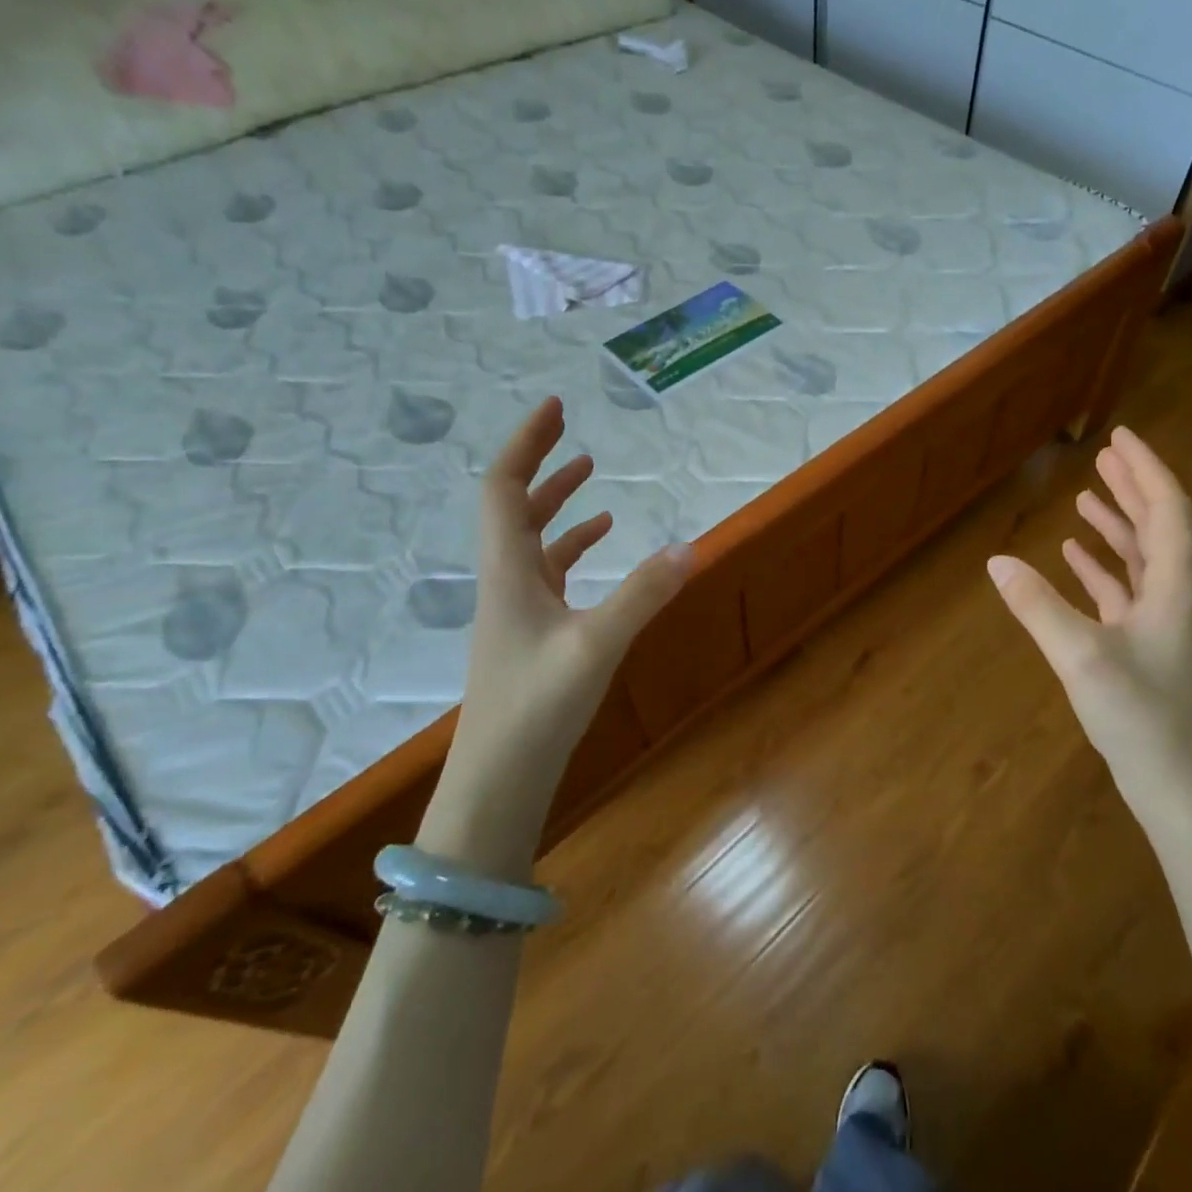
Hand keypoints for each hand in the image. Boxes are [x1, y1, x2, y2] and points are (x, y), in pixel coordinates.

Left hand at [428, 398, 688, 853]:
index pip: (503, 488)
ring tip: (593, 477)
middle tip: (572, 432)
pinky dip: (573, 548)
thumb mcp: (596, 647)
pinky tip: (603, 546)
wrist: (497, 783)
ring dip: (557, 504)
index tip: (554, 408)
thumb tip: (693, 545)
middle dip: (541, 464)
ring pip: (532, 540)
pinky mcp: (532, 633)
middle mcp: (506, 581)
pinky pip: (549, 572)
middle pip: (513, 506)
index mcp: (508, 571)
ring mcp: (517, 609)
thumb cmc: (536, 709)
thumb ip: (644, 594)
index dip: (526, 443)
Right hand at [987, 427, 1191, 822]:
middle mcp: (1175, 596)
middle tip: (1103, 455)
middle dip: (1131, 487)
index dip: (1145, 470)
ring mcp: (1162, 624)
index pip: (1166, 510)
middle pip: (1157, 526)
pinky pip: (1125, 592)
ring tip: (1086, 496)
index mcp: (1174, 587)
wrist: (1181, 789)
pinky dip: (1102, 568)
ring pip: (1141, 558)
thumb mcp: (1081, 657)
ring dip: (1116, 524)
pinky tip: (1074, 558)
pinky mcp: (1145, 648)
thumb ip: (1037, 606)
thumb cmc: (1142, 718)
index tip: (1120, 437)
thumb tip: (995, 562)